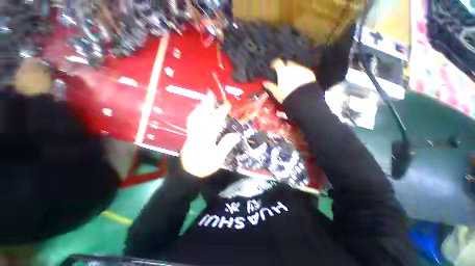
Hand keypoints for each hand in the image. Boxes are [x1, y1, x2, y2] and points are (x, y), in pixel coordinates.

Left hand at [180, 91, 240, 177]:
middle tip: (210, 93)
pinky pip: (192, 120)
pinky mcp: (190, 135)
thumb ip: (227, 145)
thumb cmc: (204, 166)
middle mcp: (197, 132)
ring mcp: (192, 133)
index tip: (228, 104)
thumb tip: (237, 134)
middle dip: (206, 103)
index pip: (214, 121)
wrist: (188, 173)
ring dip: (200, 106)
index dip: (221, 112)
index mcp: (206, 138)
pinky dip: (196, 113)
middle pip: (201, 115)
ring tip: (205, 99)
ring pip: (194, 116)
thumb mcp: (218, 158)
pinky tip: (199, 111)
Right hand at [263, 59, 315, 102]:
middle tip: (283, 73)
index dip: (274, 64)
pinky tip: (299, 80)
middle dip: (285, 66)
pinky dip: (300, 73)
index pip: (277, 62)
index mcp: (283, 71)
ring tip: (291, 78)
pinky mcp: (309, 73)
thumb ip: (270, 86)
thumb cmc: (287, 95)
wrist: (304, 98)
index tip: (272, 67)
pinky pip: (303, 71)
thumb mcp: (276, 92)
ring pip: (296, 66)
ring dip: (293, 70)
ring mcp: (302, 69)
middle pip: (287, 63)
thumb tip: (264, 82)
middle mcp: (292, 67)